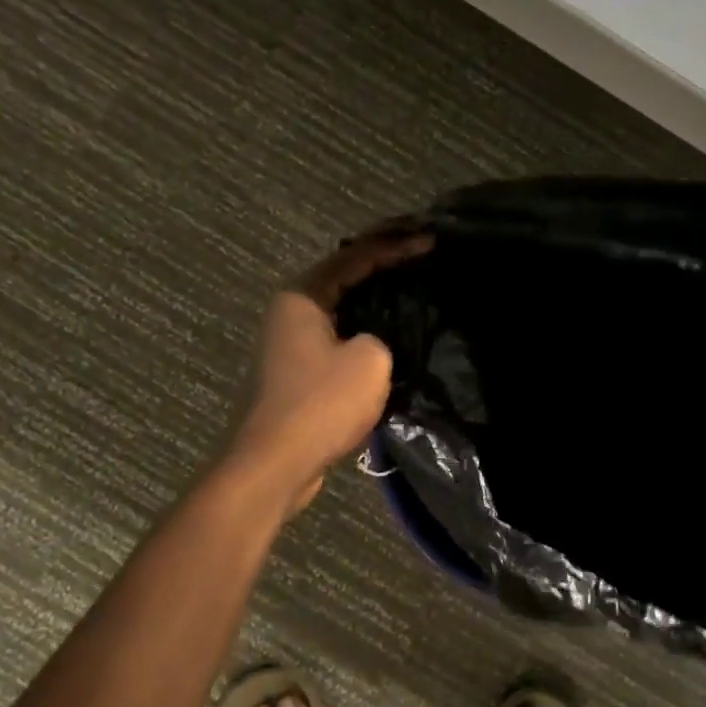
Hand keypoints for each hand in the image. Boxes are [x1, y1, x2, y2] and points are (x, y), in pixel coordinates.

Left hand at [228, 228, 432, 514]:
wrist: (275, 464)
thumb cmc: (320, 403)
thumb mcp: (370, 361)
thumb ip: (381, 337)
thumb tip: (372, 344)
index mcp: (302, 296)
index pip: (354, 256)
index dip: (394, 246)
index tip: (430, 241)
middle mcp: (290, 312)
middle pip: (343, 279)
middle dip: (383, 269)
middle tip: (421, 261)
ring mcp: (289, 345)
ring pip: (340, 312)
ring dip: (373, 304)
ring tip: (412, 295)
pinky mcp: (296, 374)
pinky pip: (336, 342)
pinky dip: (363, 335)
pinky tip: (390, 341)